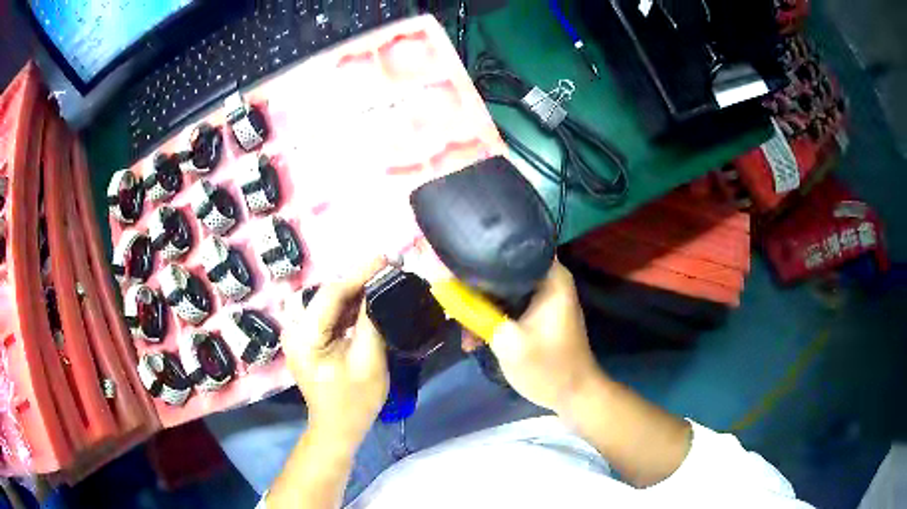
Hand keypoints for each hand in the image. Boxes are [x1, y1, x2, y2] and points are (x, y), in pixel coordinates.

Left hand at [281, 259, 389, 446]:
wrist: (337, 428)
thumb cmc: (354, 402)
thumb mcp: (369, 361)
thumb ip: (372, 321)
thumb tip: (380, 287)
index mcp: (305, 336)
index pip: (332, 294)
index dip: (360, 273)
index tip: (387, 258)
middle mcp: (295, 328)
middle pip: (329, 295)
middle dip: (360, 280)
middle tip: (390, 266)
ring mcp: (299, 332)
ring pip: (330, 301)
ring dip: (357, 291)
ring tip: (384, 278)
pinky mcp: (308, 337)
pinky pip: (330, 314)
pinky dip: (350, 306)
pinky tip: (370, 299)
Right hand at [463, 260, 602, 413]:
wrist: (573, 396)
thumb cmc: (548, 367)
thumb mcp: (508, 341)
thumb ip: (474, 311)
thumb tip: (440, 282)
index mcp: (550, 276)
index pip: (508, 247)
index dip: (476, 253)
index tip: (448, 264)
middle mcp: (546, 278)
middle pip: (500, 270)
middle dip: (472, 289)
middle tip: (450, 307)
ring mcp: (541, 296)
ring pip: (499, 291)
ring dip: (478, 309)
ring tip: (462, 332)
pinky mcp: (535, 313)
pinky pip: (506, 306)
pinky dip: (490, 319)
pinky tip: (473, 339)